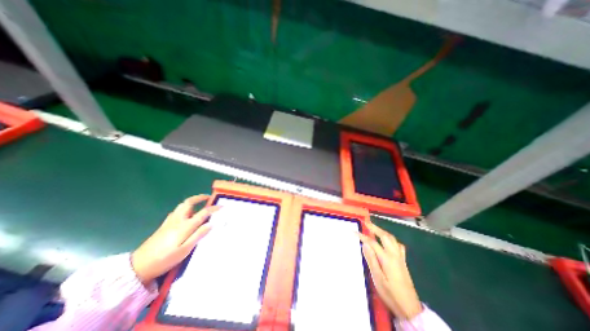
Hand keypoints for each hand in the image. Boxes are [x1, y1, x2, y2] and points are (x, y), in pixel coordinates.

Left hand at [130, 196, 220, 285]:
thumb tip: (211, 224)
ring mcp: (169, 222)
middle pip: (188, 203)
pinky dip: (184, 208)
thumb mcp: (184, 250)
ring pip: (181, 206)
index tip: (222, 207)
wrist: (138, 267)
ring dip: (192, 202)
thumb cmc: (164, 259)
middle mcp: (178, 220)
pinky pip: (176, 211)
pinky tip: (186, 214)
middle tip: (208, 197)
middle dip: (199, 198)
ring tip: (199, 204)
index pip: (203, 213)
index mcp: (185, 226)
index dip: (213, 208)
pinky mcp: (164, 225)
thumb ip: (198, 235)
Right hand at [357, 223, 421, 320]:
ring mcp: (400, 257)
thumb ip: (371, 259)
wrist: (410, 308)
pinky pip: (397, 245)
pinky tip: (388, 241)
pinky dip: (391, 239)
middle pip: (384, 236)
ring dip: (382, 231)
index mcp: (387, 259)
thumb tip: (365, 244)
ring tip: (374, 228)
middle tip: (366, 222)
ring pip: (392, 239)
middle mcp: (394, 255)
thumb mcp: (378, 278)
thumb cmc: (391, 294)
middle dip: (374, 228)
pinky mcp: (403, 261)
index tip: (353, 232)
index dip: (362, 236)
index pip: (372, 243)